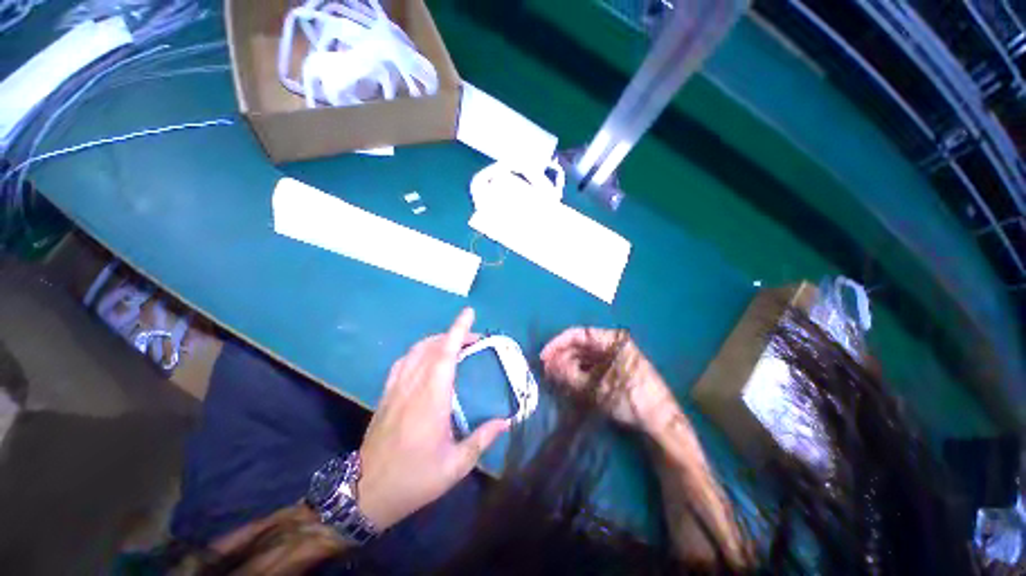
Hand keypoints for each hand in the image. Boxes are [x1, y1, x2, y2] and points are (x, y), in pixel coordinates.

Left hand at [356, 308, 509, 530]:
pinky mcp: (386, 394)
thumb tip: (506, 421)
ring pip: (416, 351)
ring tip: (454, 345)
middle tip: (474, 339)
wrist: (365, 494)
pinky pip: (403, 362)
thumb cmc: (414, 479)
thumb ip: (482, 439)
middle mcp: (412, 386)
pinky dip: (418, 352)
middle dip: (454, 335)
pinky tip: (426, 359)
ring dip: (436, 341)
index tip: (469, 313)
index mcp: (431, 399)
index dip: (458, 330)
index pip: (445, 354)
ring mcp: (395, 388)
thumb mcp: (455, 466)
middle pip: (432, 347)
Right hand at [540, 328, 676, 431]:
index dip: (558, 343)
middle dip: (562, 355)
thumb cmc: (631, 399)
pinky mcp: (615, 368)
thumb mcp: (597, 388)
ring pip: (585, 355)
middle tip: (546, 369)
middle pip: (581, 344)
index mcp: (612, 340)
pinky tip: (568, 379)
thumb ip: (569, 374)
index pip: (579, 334)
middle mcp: (613, 344)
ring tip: (554, 375)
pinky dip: (579, 371)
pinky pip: (592, 364)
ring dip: (569, 364)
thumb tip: (548, 364)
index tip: (544, 356)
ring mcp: (615, 356)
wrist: (661, 422)